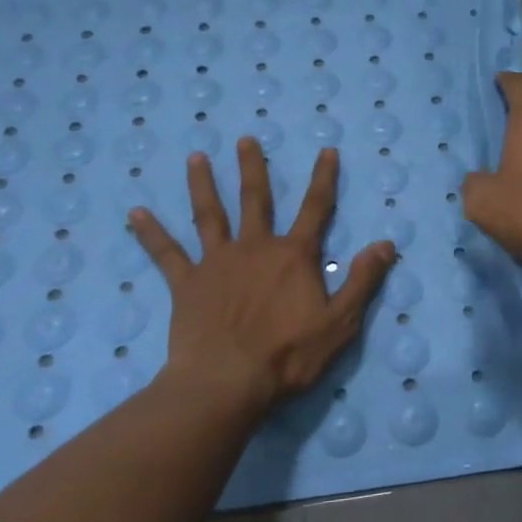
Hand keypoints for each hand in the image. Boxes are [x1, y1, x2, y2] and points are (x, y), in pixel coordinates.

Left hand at [130, 140, 395, 410]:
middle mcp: (254, 248)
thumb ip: (363, 281)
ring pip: (209, 215)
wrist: (226, 381)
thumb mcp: (339, 322)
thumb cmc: (287, 355)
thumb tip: (386, 244)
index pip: (315, 208)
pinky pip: (166, 253)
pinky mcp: (187, 283)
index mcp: (293, 256)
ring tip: (195, 158)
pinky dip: (151, 232)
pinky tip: (135, 212)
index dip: (324, 179)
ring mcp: (217, 263)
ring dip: (203, 185)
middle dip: (252, 168)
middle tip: (244, 139)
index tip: (327, 151)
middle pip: (255, 200)